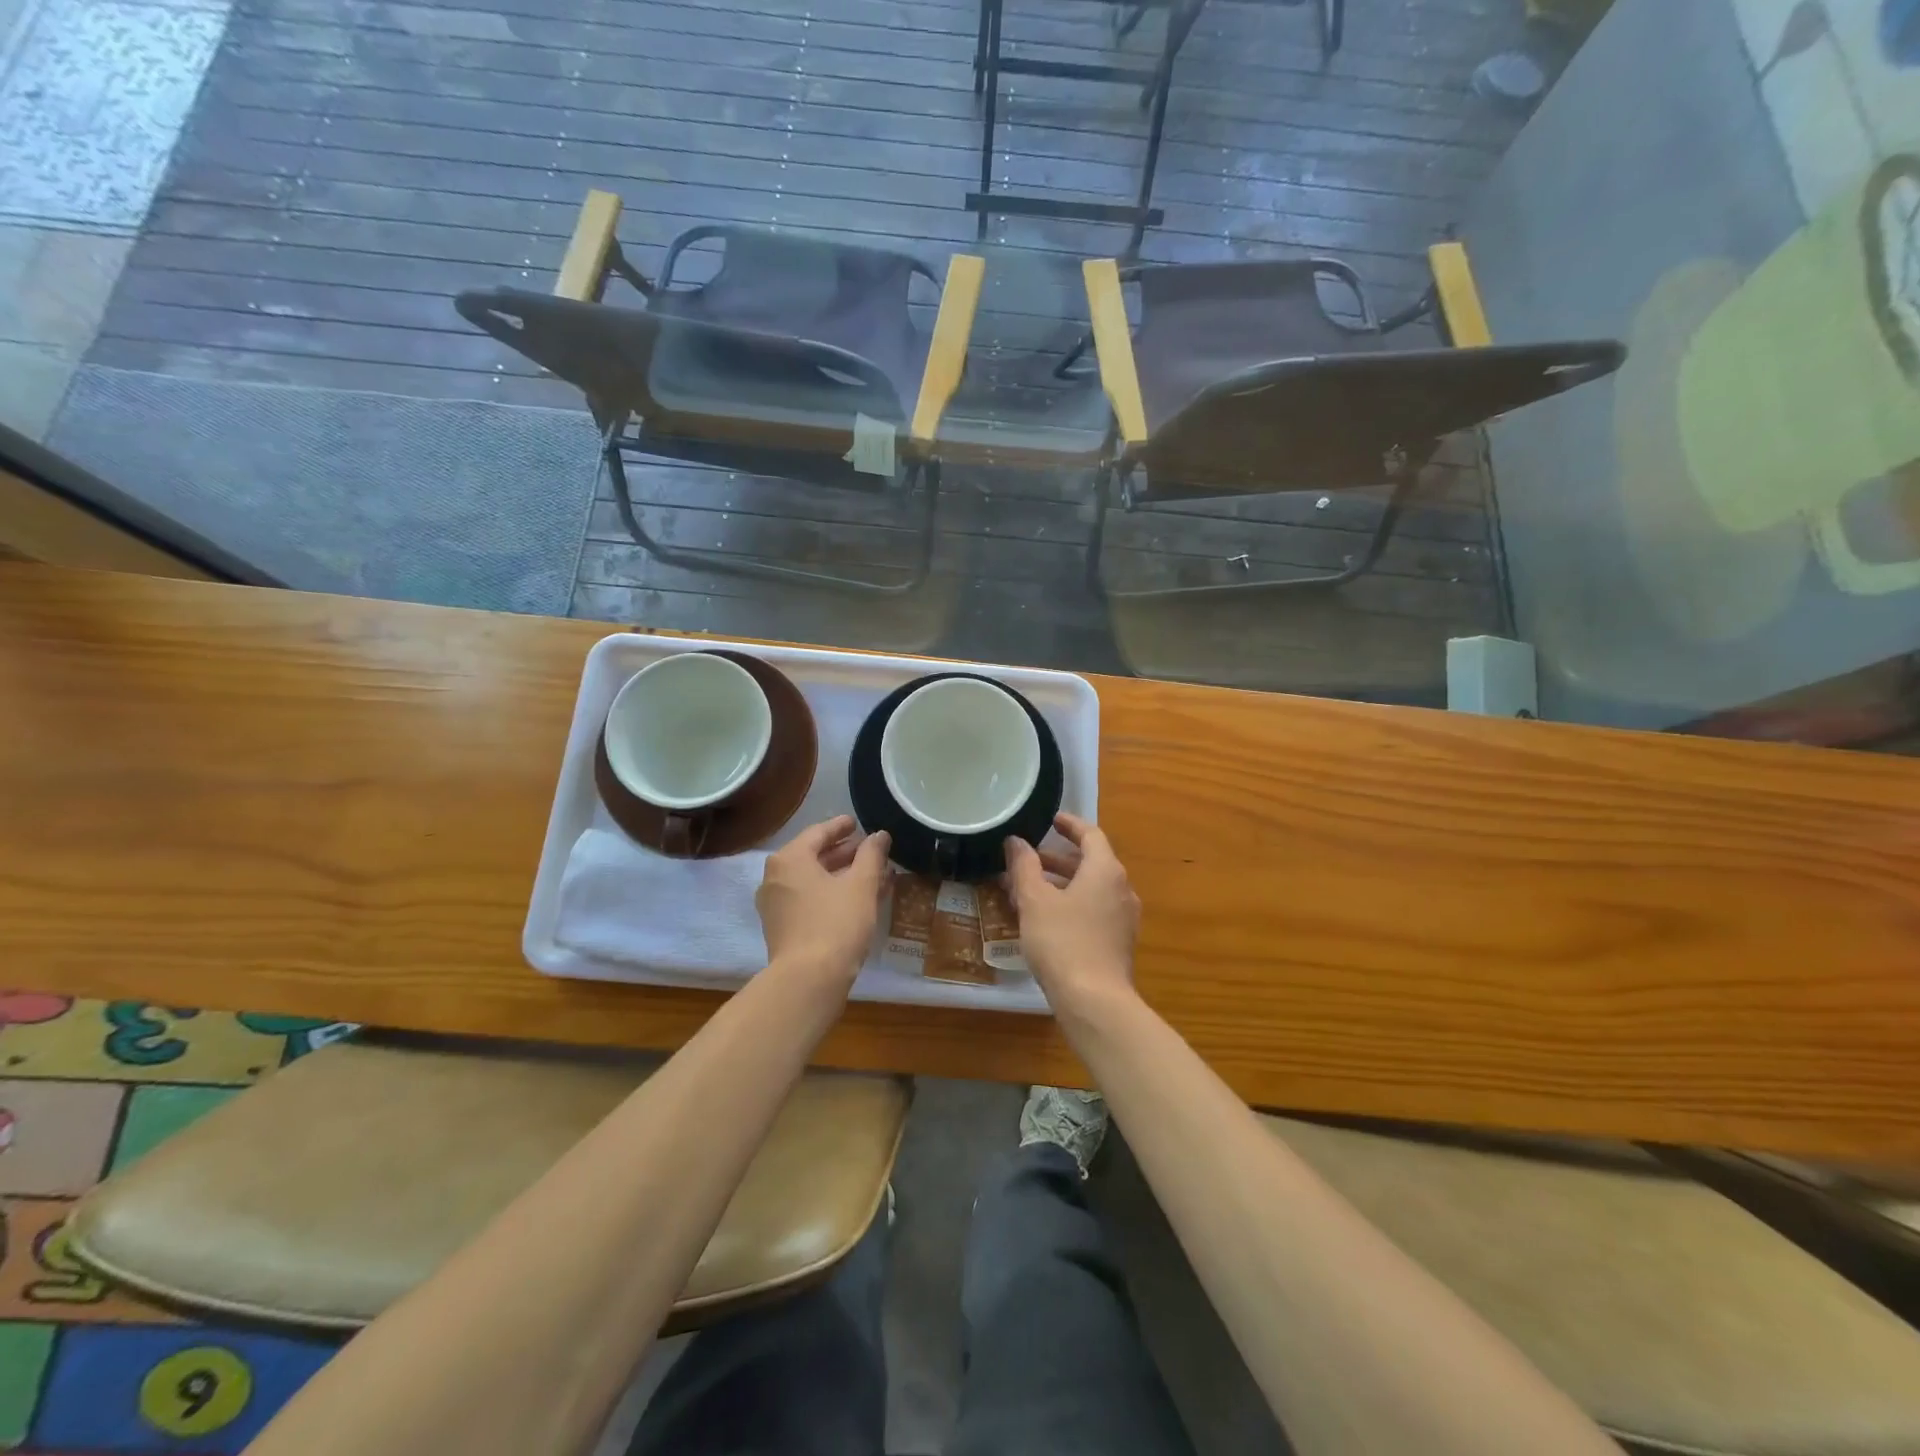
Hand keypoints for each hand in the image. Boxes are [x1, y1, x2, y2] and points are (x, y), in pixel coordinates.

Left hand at [757, 816, 891, 988]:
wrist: (809, 981)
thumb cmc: (836, 923)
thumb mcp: (861, 885)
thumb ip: (871, 855)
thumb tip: (879, 835)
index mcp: (790, 859)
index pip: (818, 833)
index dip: (841, 827)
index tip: (857, 823)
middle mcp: (775, 878)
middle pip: (813, 856)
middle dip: (844, 853)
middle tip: (869, 850)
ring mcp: (776, 905)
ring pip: (813, 881)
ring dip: (841, 876)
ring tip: (870, 875)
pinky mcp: (782, 929)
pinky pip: (809, 900)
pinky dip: (831, 894)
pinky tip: (857, 900)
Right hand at [1004, 812, 1139, 1015]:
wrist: (1095, 1002)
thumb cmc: (1062, 942)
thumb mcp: (1035, 901)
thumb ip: (1024, 866)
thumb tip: (1016, 841)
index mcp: (1105, 870)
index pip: (1091, 835)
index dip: (1070, 824)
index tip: (1051, 819)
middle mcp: (1121, 889)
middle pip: (1090, 863)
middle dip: (1057, 859)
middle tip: (1028, 859)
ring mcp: (1124, 918)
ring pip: (1090, 889)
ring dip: (1061, 884)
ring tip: (1027, 890)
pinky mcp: (1118, 942)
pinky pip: (1094, 910)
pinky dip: (1071, 904)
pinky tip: (1045, 919)